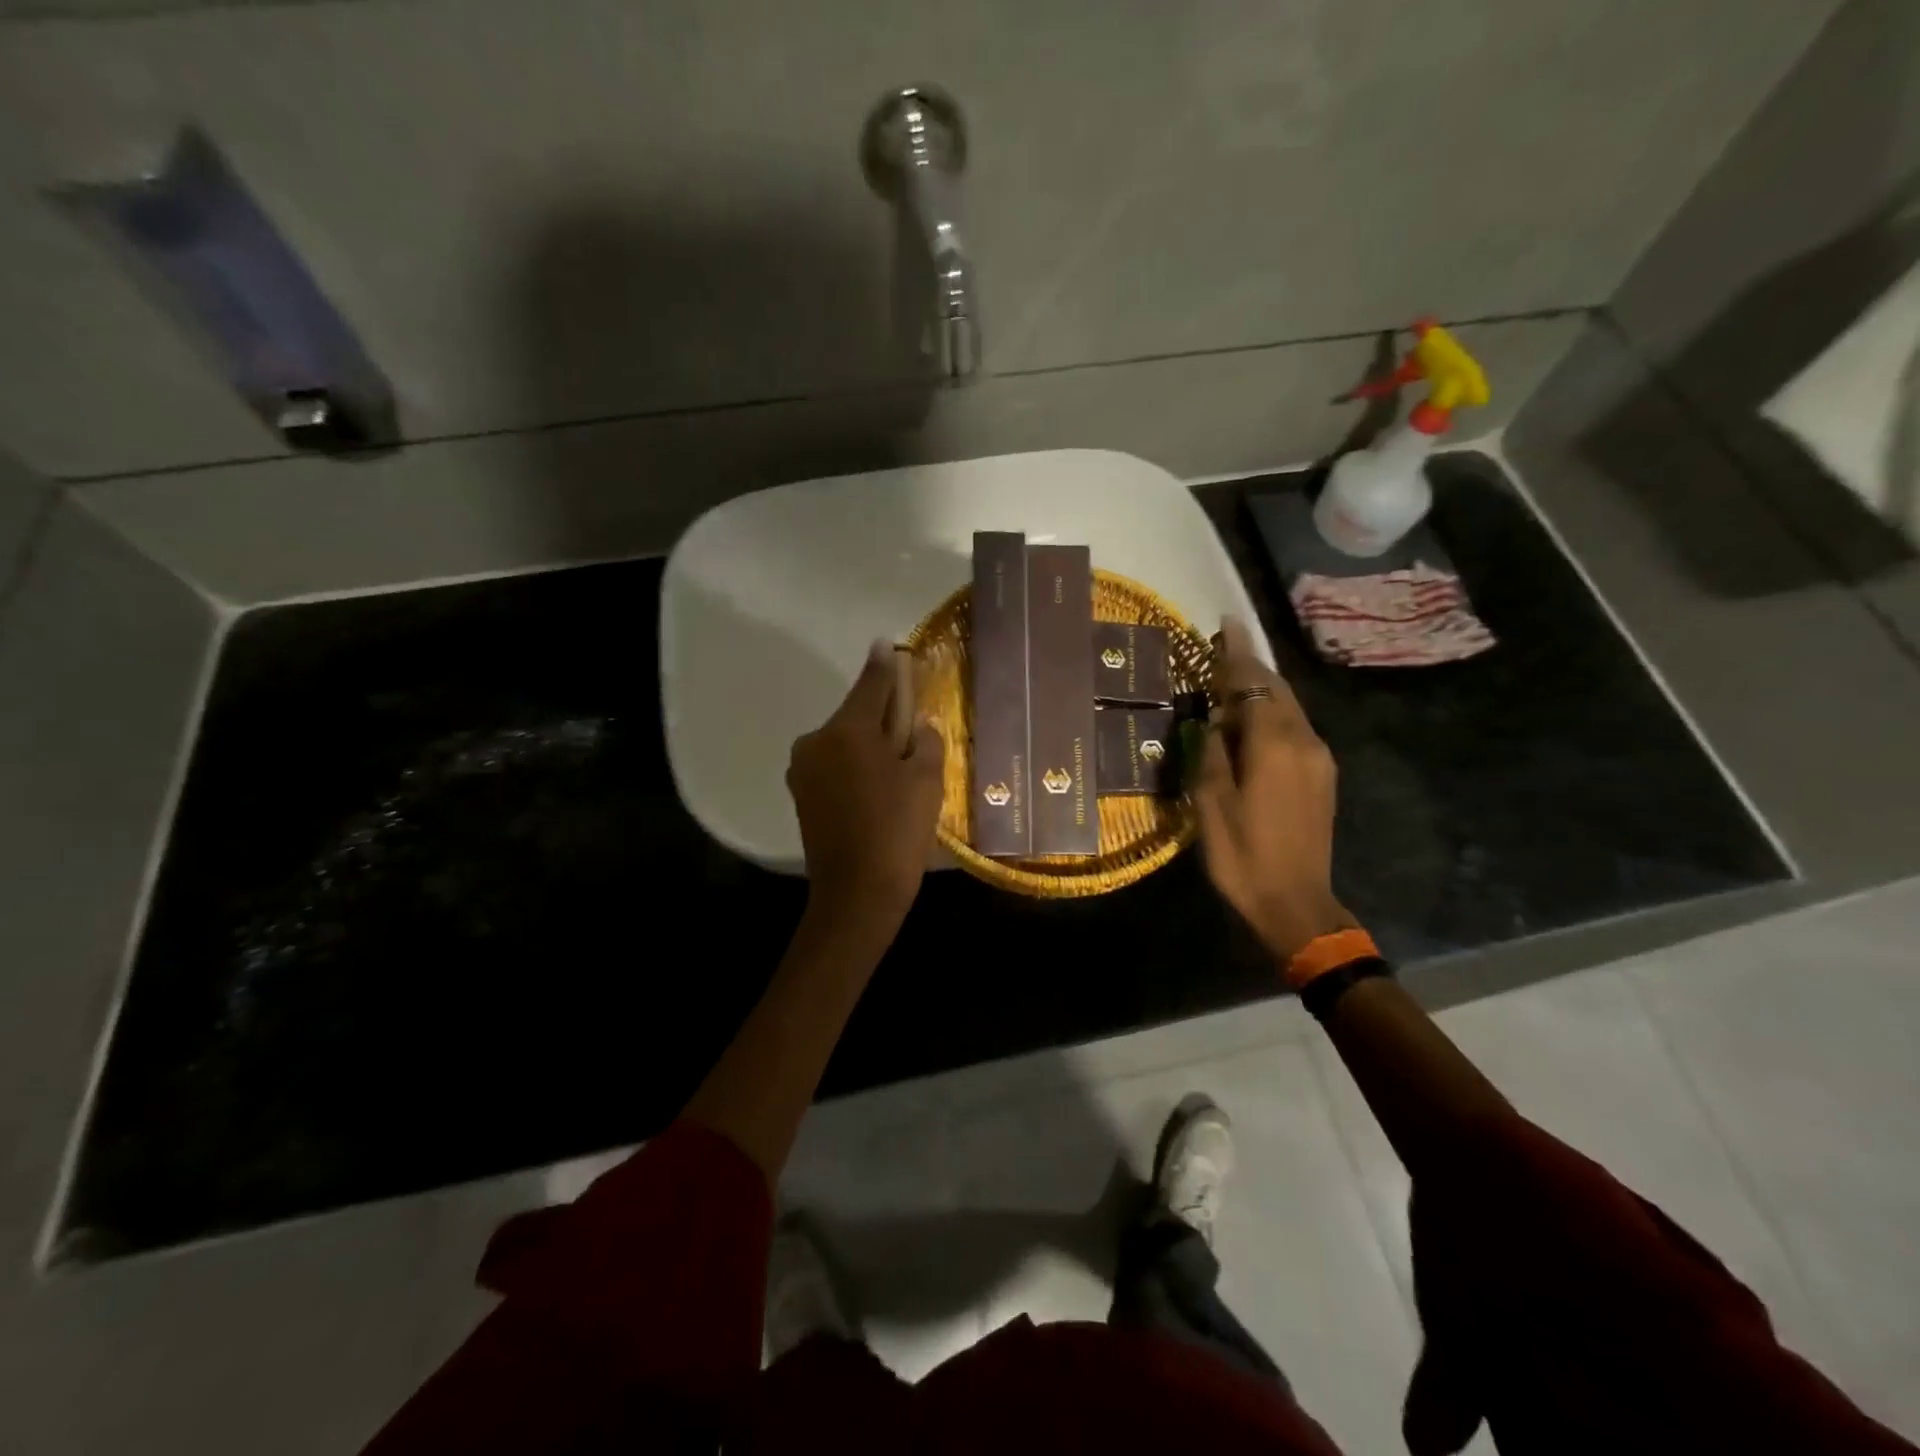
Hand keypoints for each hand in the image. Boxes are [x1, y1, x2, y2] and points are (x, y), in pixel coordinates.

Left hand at [788, 640, 944, 931]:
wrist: (857, 894)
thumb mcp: (927, 781)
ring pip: (843, 741)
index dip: (886, 665)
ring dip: (868, 743)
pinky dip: (854, 765)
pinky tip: (876, 786)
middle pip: (856, 714)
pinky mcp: (800, 793)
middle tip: (911, 726)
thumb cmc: (898, 831)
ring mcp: (803, 768)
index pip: (872, 684)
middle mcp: (817, 740)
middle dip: (883, 714)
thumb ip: (925, 740)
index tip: (888, 644)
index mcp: (848, 730)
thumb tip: (918, 724)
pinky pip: (833, 764)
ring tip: (897, 766)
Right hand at [1194, 617, 1355, 962]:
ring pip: (1289, 707)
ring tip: (1231, 683)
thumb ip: (1212, 754)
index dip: (1238, 653)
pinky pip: (1295, 727)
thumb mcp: (1211, 806)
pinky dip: (1272, 714)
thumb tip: (1213, 722)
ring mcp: (1319, 758)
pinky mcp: (1322, 775)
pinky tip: (1251, 723)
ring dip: (1261, 690)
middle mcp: (1304, 742)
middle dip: (1250, 667)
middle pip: (1276, 689)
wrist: (1296, 902)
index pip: (1254, 684)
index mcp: (1274, 746)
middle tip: (1222, 650)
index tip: (1227, 622)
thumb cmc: (1243, 856)